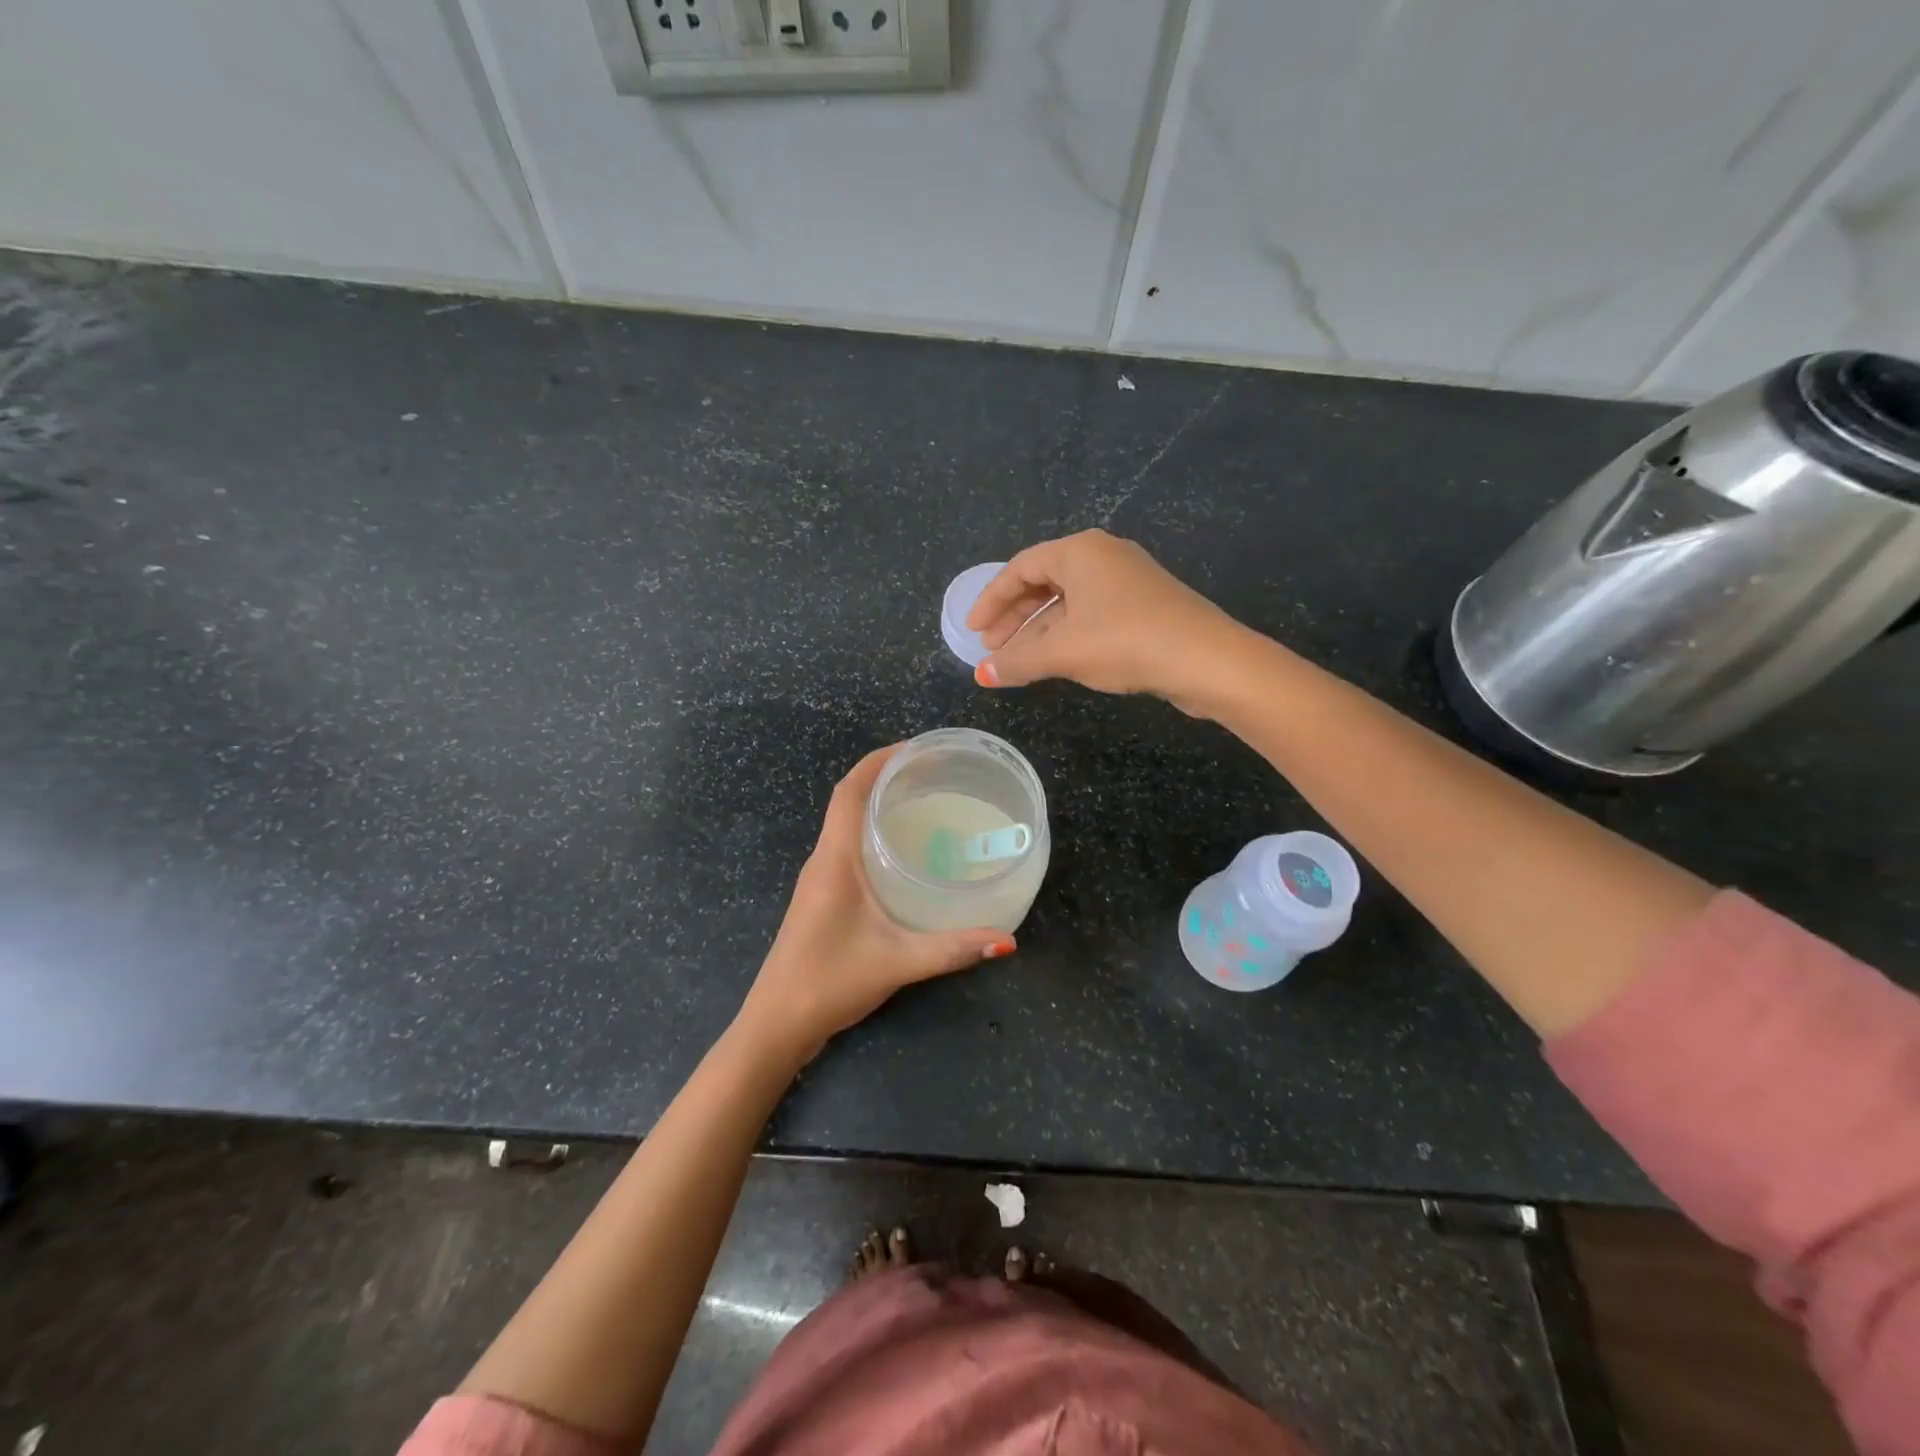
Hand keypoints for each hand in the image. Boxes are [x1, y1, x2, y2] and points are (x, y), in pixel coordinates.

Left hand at [738, 746, 1013, 1062]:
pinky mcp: (822, 897)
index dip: (879, 761)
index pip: (849, 790)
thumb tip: (1006, 940)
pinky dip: (874, 833)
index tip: (916, 748)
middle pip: (849, 800)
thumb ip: (952, 949)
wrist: (776, 1024)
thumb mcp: (897, 962)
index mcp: (834, 859)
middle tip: (935, 773)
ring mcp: (819, 879)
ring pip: (847, 824)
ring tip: (925, 802)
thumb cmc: (829, 982)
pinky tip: (905, 852)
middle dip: (887, 777)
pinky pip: (848, 847)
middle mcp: (823, 859)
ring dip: (878, 804)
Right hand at [966, 530, 1244, 709]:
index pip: (1020, 568)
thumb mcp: (1063, 652)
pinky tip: (1057, 660)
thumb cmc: (1125, 642)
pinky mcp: (1144, 606)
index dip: (991, 600)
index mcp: (1080, 551)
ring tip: (1018, 661)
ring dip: (1039, 630)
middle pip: (1043, 581)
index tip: (974, 632)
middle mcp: (1103, 556)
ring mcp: (1127, 580)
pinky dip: (1066, 634)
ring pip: (1068, 601)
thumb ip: (1017, 661)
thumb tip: (981, 675)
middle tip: (992, 648)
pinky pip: (1090, 614)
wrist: (1206, 660)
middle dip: (1014, 617)